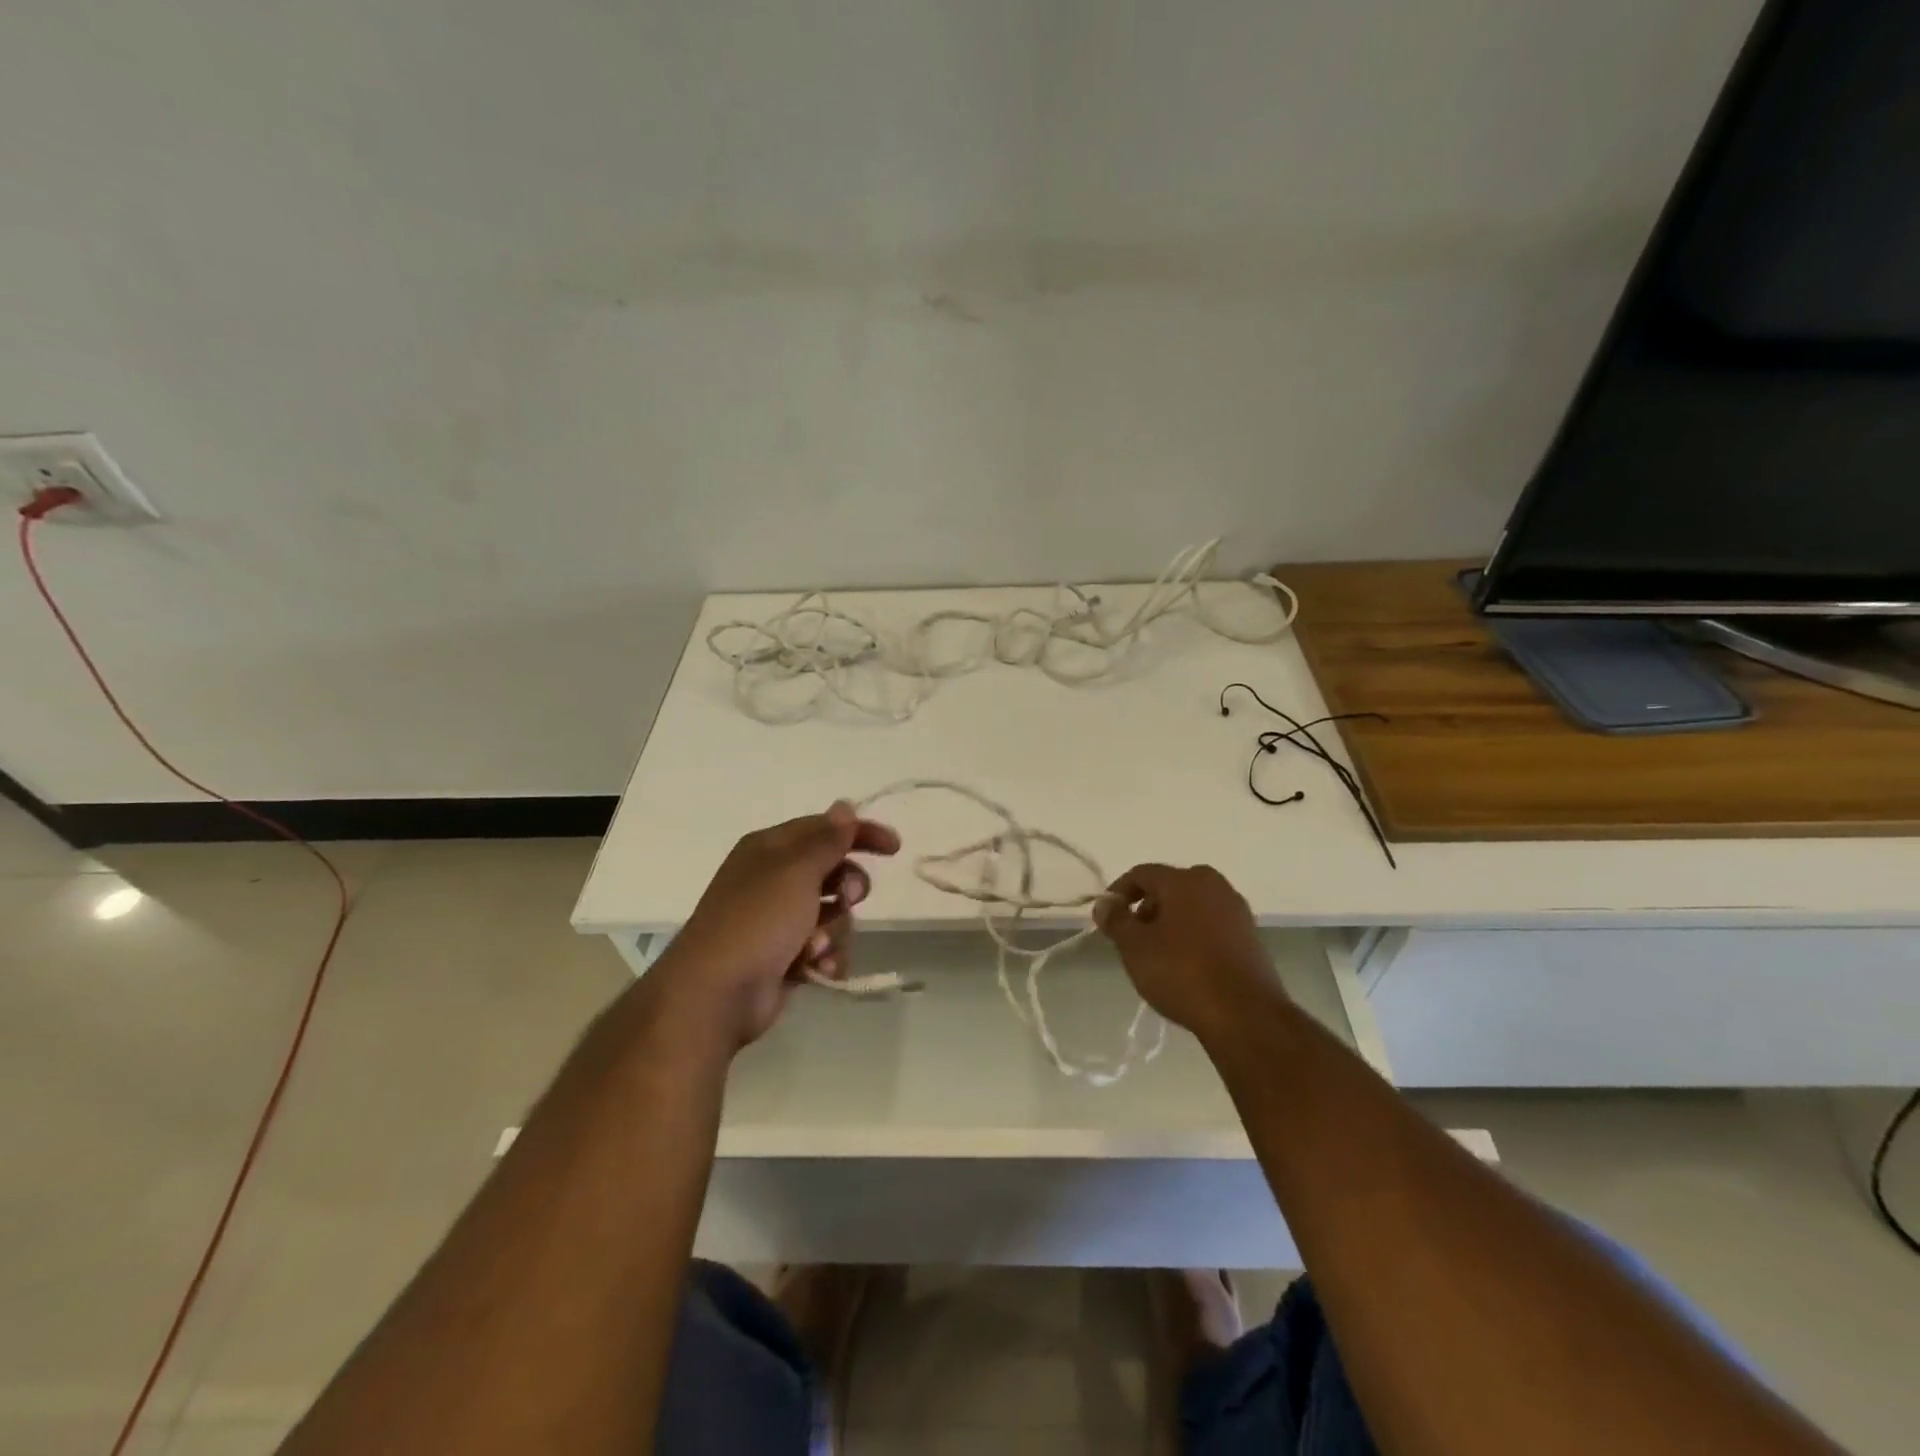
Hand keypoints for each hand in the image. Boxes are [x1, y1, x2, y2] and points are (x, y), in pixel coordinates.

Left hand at [649, 801, 899, 1048]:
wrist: (716, 994)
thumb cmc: (757, 921)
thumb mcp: (796, 871)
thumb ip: (826, 839)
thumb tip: (844, 806)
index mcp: (770, 849)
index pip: (824, 828)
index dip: (860, 833)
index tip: (894, 848)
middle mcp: (773, 879)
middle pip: (832, 871)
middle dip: (848, 887)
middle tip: (848, 898)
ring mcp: (778, 920)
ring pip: (833, 913)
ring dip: (835, 930)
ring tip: (817, 948)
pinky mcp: (785, 956)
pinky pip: (824, 947)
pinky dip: (826, 956)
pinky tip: (818, 969)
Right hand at [1094, 863, 1286, 1047]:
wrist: (1246, 1016)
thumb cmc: (1183, 974)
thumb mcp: (1135, 948)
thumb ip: (1116, 920)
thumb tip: (1105, 903)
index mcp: (1185, 880)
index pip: (1141, 874)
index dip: (1118, 892)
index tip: (1106, 919)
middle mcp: (1215, 885)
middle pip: (1169, 887)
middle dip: (1146, 908)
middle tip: (1132, 938)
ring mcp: (1237, 910)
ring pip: (1192, 906)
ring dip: (1170, 923)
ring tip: (1157, 956)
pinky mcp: (1251, 937)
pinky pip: (1212, 925)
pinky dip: (1193, 936)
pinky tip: (1186, 966)